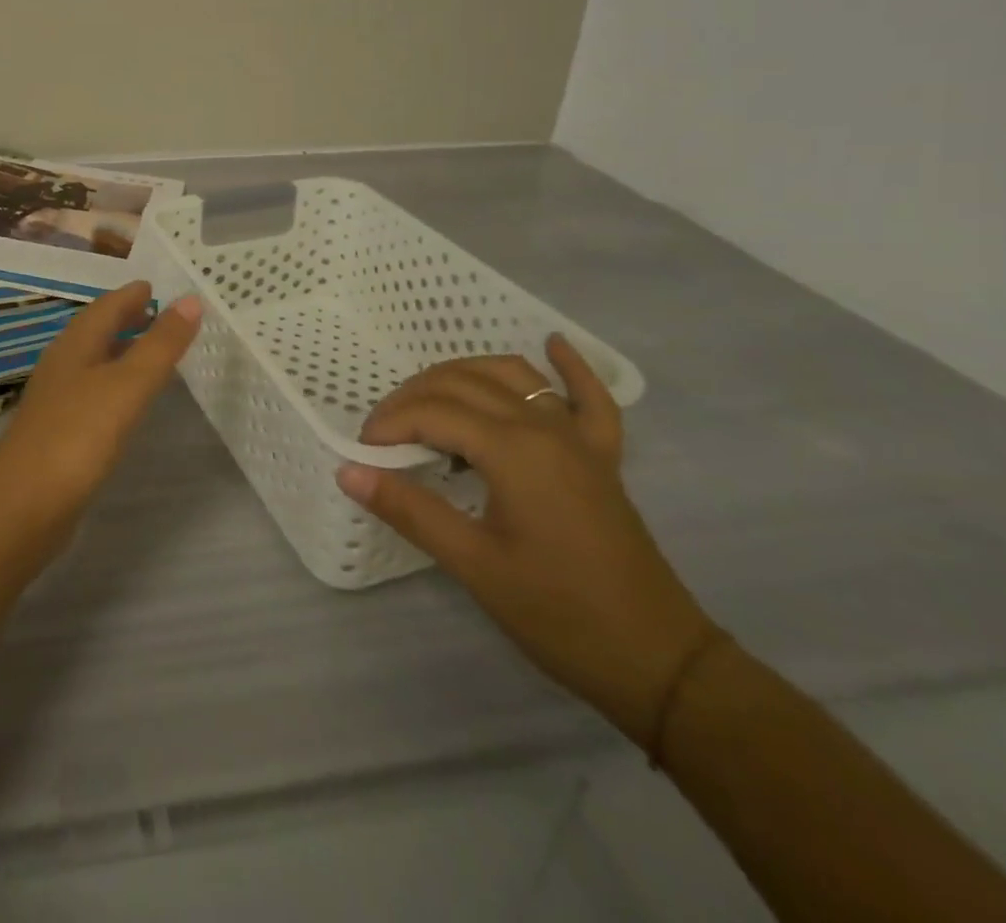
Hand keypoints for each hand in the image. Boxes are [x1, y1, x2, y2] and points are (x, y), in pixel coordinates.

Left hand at [0, 281, 201, 513]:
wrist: (24, 504)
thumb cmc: (78, 435)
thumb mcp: (128, 384)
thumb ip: (160, 344)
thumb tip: (191, 299)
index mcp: (75, 345)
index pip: (105, 307)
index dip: (130, 295)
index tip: (155, 285)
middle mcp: (63, 365)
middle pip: (96, 331)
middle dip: (125, 318)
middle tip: (158, 311)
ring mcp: (57, 400)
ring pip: (92, 362)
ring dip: (119, 350)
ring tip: (149, 350)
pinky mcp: (59, 432)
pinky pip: (92, 392)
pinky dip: (114, 383)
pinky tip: (126, 401)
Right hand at [336, 336, 713, 747]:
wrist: (657, 661)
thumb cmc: (558, 614)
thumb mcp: (473, 564)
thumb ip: (409, 509)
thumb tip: (347, 471)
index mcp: (513, 449)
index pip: (432, 412)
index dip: (389, 424)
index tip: (362, 453)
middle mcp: (544, 427)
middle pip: (463, 383)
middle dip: (413, 397)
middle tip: (384, 434)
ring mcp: (578, 438)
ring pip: (511, 375)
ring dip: (463, 374)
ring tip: (427, 398)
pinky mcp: (601, 456)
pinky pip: (589, 398)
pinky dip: (571, 367)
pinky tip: (554, 344)